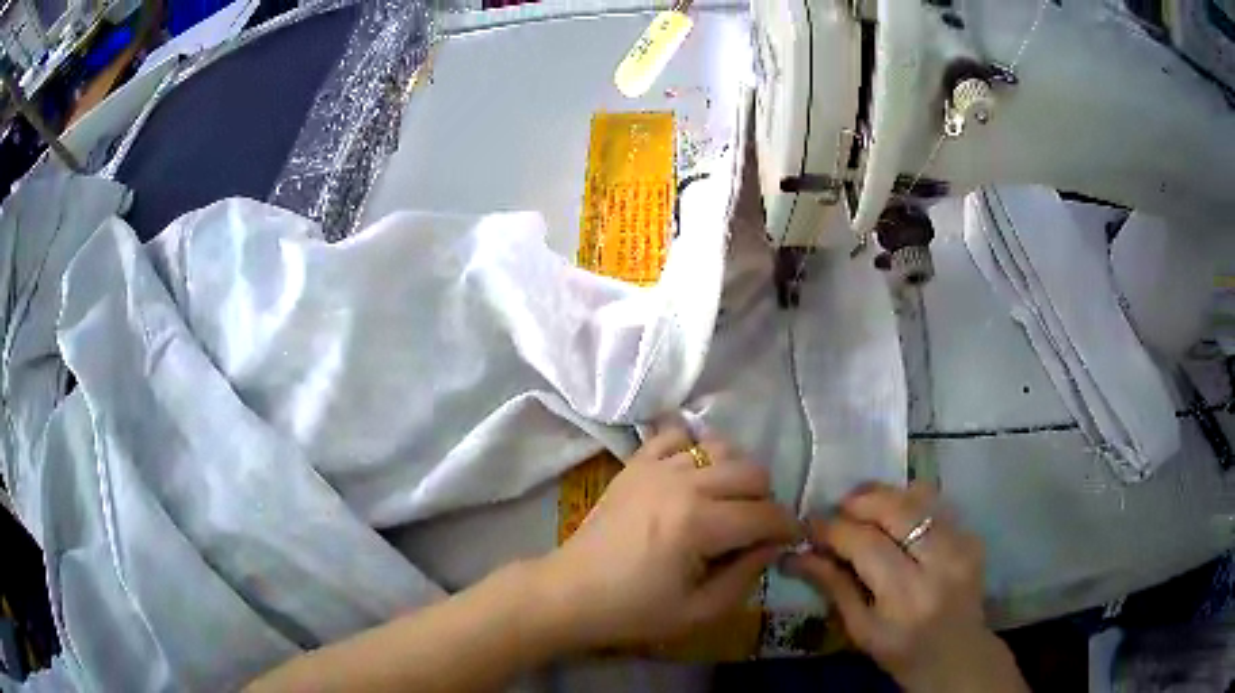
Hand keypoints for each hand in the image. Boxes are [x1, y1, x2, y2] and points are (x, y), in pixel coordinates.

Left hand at [533, 425, 799, 649]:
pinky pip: (677, 436)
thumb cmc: (633, 611)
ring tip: (727, 503)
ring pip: (721, 448)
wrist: (570, 593)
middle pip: (751, 471)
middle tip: (756, 529)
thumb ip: (746, 576)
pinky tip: (693, 477)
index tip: (791, 541)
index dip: (787, 528)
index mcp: (698, 524)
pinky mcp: (636, 464)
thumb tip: (773, 545)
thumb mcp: (699, 612)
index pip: (765, 513)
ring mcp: (655, 467)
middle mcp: (682, 484)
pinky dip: (694, 450)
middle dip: (765, 500)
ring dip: (736, 473)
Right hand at [785, 482, 1027, 692]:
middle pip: (896, 510)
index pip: (865, 545)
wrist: (958, 656)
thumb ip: (833, 587)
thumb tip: (796, 555)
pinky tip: (894, 515)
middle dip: (859, 501)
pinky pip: (937, 504)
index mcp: (905, 597)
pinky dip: (910, 502)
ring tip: (861, 504)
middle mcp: (939, 563)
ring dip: (884, 495)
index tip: (808, 524)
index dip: (832, 529)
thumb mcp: (860, 630)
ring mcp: (962, 545)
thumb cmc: (902, 652)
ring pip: (918, 498)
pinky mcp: (973, 536)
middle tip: (835, 508)